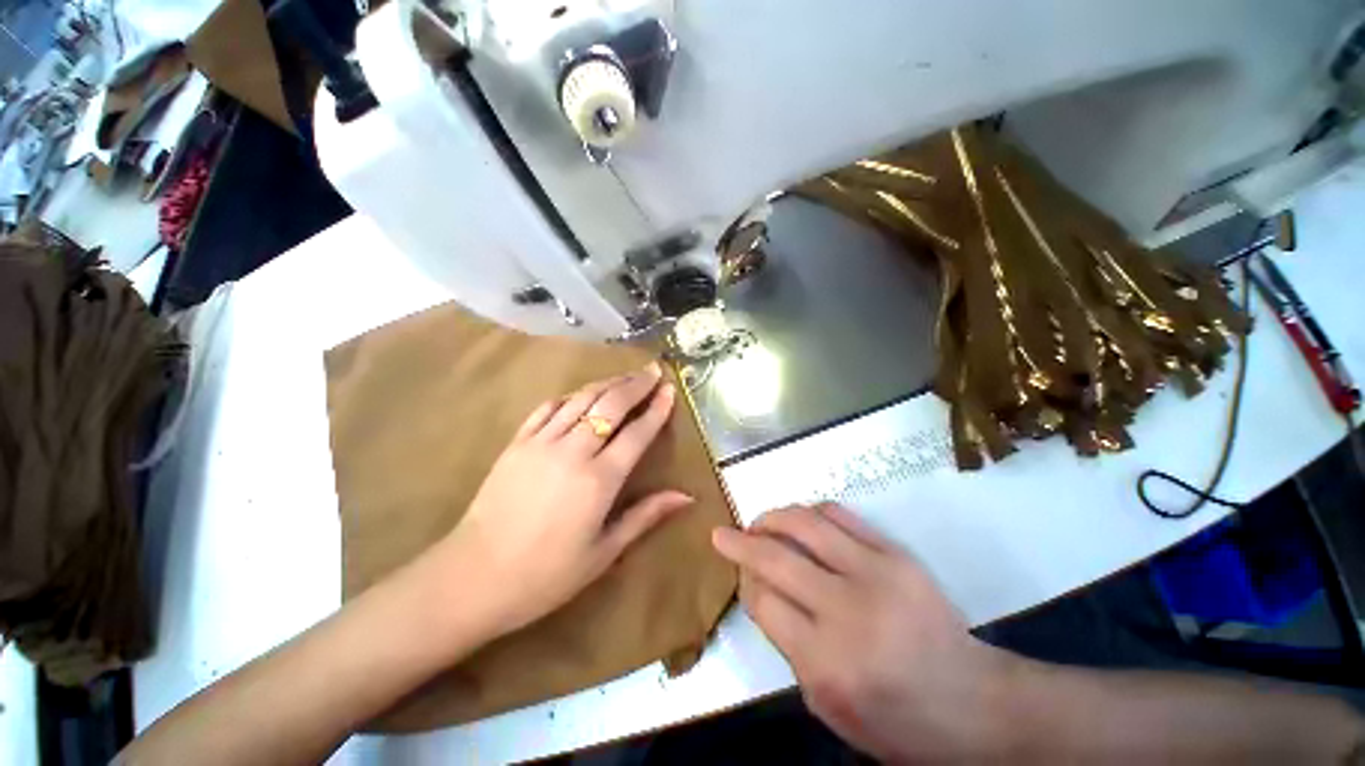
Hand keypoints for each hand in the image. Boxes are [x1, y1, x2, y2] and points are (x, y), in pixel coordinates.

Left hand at [441, 363, 692, 635]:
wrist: (473, 578)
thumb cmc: (546, 574)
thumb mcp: (604, 552)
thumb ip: (646, 516)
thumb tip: (687, 497)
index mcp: (599, 480)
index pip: (637, 433)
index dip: (656, 409)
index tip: (669, 389)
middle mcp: (573, 452)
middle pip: (610, 405)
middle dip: (635, 384)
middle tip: (652, 370)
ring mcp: (541, 443)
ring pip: (580, 399)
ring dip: (607, 384)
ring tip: (625, 376)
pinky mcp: (516, 443)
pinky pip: (547, 408)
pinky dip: (569, 396)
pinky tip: (580, 395)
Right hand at [712, 504, 1015, 761]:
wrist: (972, 703)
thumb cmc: (895, 720)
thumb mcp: (828, 706)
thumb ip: (786, 645)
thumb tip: (759, 589)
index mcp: (826, 660)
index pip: (762, 600)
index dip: (743, 581)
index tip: (739, 575)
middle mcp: (846, 610)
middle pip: (775, 556)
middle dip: (740, 540)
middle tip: (724, 533)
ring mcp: (875, 573)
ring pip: (804, 523)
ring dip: (771, 516)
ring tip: (759, 521)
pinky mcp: (895, 553)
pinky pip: (839, 515)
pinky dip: (810, 512)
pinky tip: (801, 519)